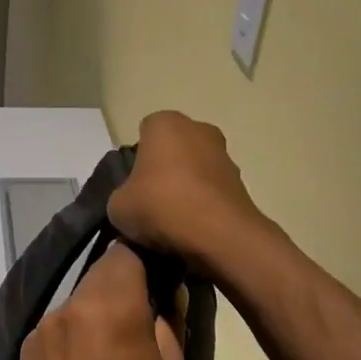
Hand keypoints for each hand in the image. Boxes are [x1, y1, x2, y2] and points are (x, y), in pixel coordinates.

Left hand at [12, 243, 185, 359]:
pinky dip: (75, 331)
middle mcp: (72, 303)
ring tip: (109, 348)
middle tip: (139, 317)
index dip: (144, 258)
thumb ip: (170, 323)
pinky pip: (60, 323)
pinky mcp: (26, 344)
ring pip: (79, 298)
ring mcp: (44, 323)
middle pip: (100, 272)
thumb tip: (169, 292)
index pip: (125, 250)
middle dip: (121, 285)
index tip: (157, 280)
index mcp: (111, 304)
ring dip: (96, 310)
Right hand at [108, 111, 263, 269]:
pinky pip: (212, 190)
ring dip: (186, 187)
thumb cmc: (162, 206)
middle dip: (163, 170)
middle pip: (173, 149)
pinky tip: (193, 228)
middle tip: (151, 201)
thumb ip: (121, 197)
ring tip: (173, 221)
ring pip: (195, 169)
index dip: (136, 160)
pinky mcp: (241, 182)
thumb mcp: (118, 207)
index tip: (133, 186)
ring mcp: (224, 154)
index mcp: (165, 124)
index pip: (144, 133)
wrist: (219, 235)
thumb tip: (131, 204)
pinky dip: (203, 204)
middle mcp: (198, 129)